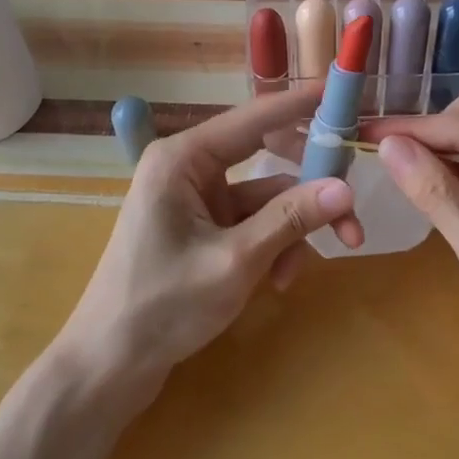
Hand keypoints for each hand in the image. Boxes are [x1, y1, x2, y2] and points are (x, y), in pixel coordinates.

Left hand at [66, 88, 363, 381]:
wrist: (108, 365)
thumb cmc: (162, 306)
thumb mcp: (235, 261)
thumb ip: (291, 220)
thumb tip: (347, 188)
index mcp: (183, 158)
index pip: (255, 118)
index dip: (302, 105)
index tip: (344, 93)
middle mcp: (189, 168)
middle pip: (267, 157)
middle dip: (309, 189)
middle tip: (350, 207)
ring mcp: (195, 199)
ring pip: (265, 199)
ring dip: (290, 231)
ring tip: (298, 274)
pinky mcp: (202, 228)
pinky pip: (251, 223)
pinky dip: (271, 247)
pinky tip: (277, 283)